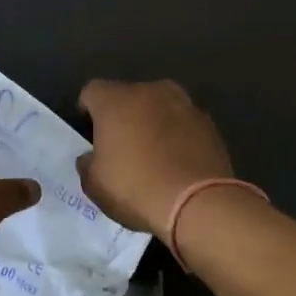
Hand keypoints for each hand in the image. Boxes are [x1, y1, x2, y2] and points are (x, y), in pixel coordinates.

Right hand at [77, 80, 232, 243]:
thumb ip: (87, 163)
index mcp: (115, 100)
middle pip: (128, 96)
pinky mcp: (208, 122)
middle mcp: (150, 91)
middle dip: (122, 115)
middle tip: (121, 146)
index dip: (87, 111)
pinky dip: (177, 135)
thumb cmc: (136, 189)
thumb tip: (91, 157)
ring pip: (158, 106)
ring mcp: (184, 103)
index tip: (90, 134)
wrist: (199, 204)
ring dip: (152, 122)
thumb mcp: (94, 185)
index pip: (92, 92)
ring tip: (153, 154)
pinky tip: (177, 162)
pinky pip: (183, 123)